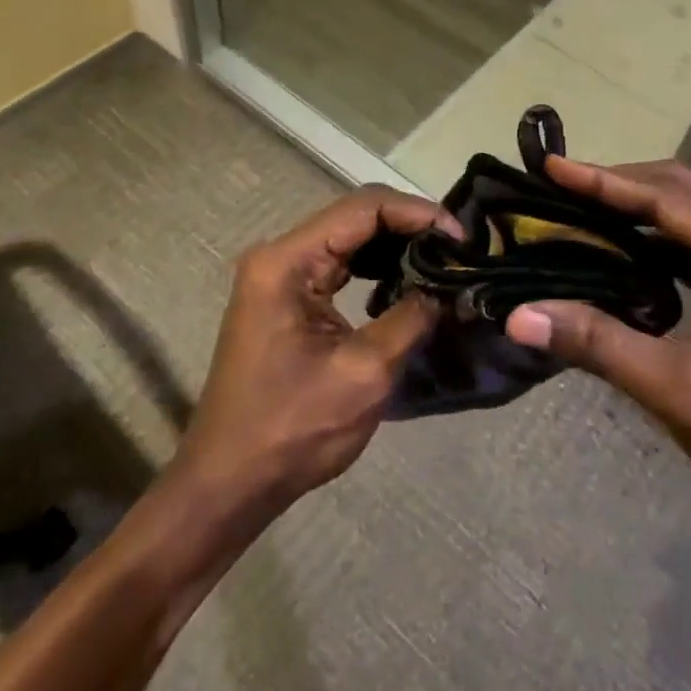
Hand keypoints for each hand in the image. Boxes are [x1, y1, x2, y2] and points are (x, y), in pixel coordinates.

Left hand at [178, 186, 460, 509]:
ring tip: (443, 261)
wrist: (230, 482)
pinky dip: (377, 267)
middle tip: (459, 248)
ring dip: (397, 245)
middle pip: (356, 216)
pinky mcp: (288, 297)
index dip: (417, 213)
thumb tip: (448, 289)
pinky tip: (409, 281)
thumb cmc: (292, 429)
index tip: (460, 237)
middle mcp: (279, 255)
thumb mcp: (365, 373)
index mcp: (287, 261)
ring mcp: (281, 275)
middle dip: (411, 226)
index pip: (363, 208)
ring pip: (350, 237)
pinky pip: (340, 264)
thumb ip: (411, 318)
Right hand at [504, 159, 690, 519]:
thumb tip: (518, 317)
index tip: (554, 167)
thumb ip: (597, 343)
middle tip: (561, 183)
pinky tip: (617, 249)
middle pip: (683, 194)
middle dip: (620, 185)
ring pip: (690, 217)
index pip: (671, 201)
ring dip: (635, 209)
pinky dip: (652, 241)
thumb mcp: (674, 389)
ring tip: (580, 206)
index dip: (608, 182)